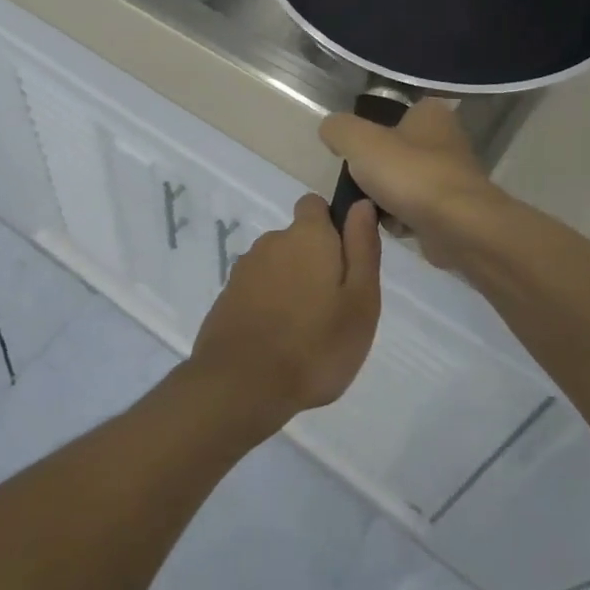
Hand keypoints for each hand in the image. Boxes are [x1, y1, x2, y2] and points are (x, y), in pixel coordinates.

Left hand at [186, 193, 381, 431]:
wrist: (242, 385)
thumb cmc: (315, 345)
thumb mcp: (360, 301)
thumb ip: (362, 248)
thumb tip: (361, 205)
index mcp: (306, 236)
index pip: (315, 205)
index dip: (332, 225)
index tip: (345, 261)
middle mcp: (271, 242)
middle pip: (298, 240)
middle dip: (315, 263)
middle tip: (333, 309)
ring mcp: (244, 270)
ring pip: (277, 267)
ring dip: (292, 286)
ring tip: (306, 332)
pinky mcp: (227, 297)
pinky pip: (257, 290)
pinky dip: (269, 306)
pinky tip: (278, 341)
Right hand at [319, 99, 501, 271]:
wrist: (459, 228)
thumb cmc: (409, 174)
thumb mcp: (358, 140)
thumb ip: (338, 129)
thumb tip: (331, 130)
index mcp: (430, 114)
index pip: (393, 113)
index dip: (370, 130)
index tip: (353, 151)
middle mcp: (446, 140)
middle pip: (394, 152)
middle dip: (374, 171)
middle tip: (358, 183)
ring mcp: (452, 177)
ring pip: (402, 183)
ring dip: (383, 198)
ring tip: (372, 209)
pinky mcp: (454, 211)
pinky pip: (414, 211)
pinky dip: (400, 220)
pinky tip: (394, 227)